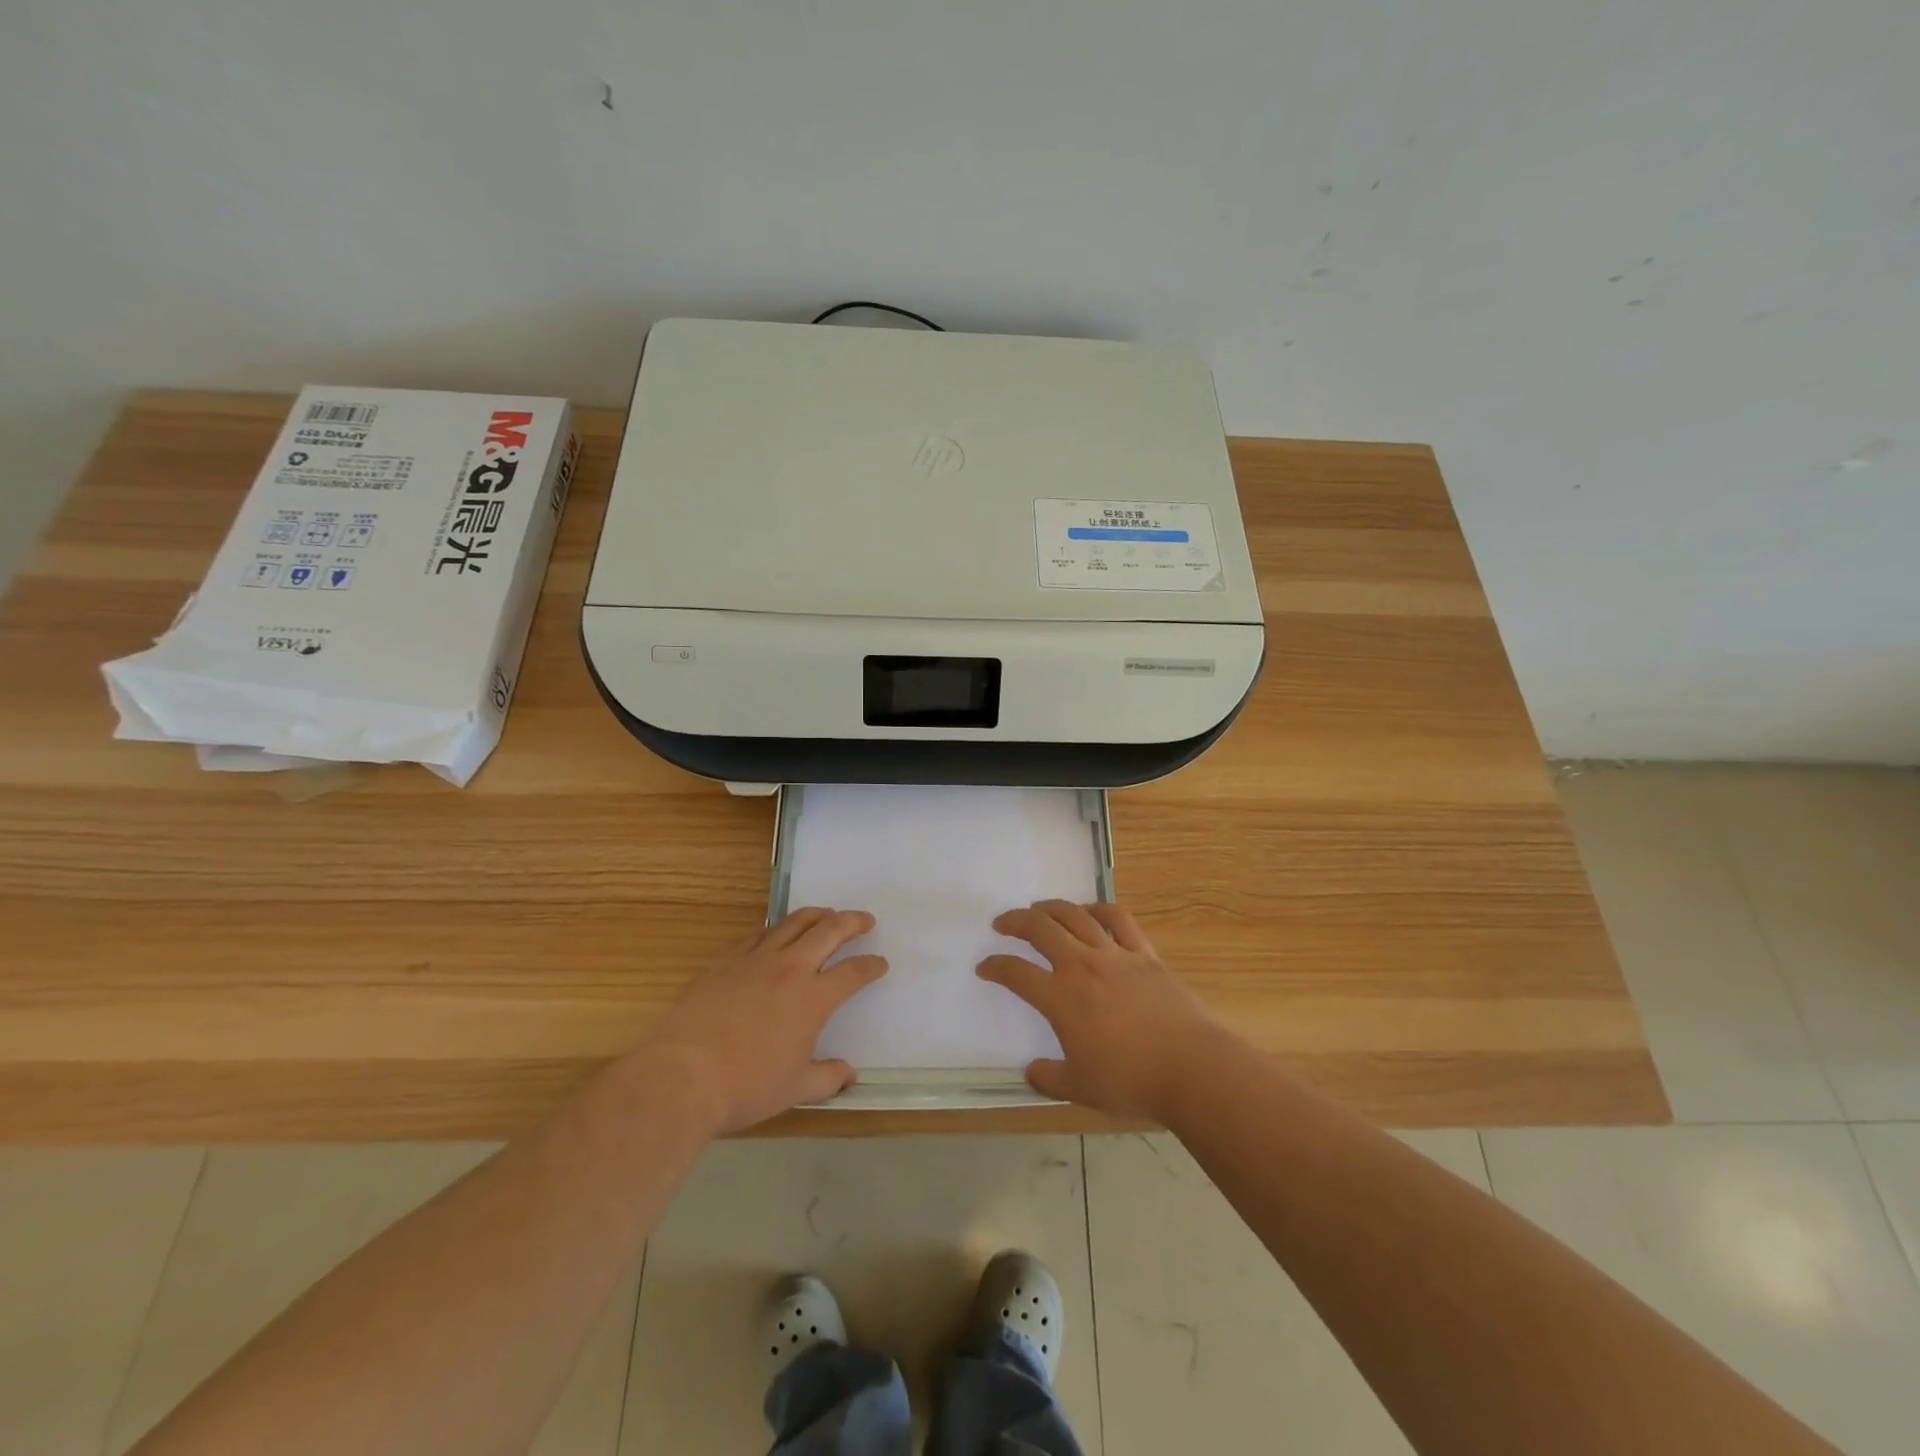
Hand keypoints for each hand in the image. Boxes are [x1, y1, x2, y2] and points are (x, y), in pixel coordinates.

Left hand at [646, 908, 886, 1133]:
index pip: (853, 973)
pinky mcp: (725, 962)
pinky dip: (777, 929)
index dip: (871, 966)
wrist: (681, 1077)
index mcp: (813, 999)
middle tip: (865, 920)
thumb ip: (826, 1078)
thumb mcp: (794, 1090)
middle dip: (852, 922)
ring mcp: (754, 960)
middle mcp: (789, 969)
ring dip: (817, 915)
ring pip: (793, 923)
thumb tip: (848, 1073)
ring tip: (827, 915)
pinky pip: (758, 935)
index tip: (880, 964)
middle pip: (829, 931)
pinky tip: (777, 934)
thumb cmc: (745, 1087)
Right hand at [978, 900, 1217, 1119]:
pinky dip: (1100, 908)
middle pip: (1041, 930)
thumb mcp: (1080, 1088)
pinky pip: (1119, 919)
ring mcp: (1115, 955)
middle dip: (1016, 921)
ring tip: (1040, 908)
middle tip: (1003, 922)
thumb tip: (1030, 1071)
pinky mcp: (1144, 953)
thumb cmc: (1130, 1080)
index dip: (996, 967)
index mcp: (1061, 998)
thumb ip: (1049, 1078)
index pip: (1016, 974)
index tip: (985, 966)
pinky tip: (1091, 910)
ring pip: (1076, 916)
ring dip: (1052, 907)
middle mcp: (1082, 966)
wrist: (1190, 1067)